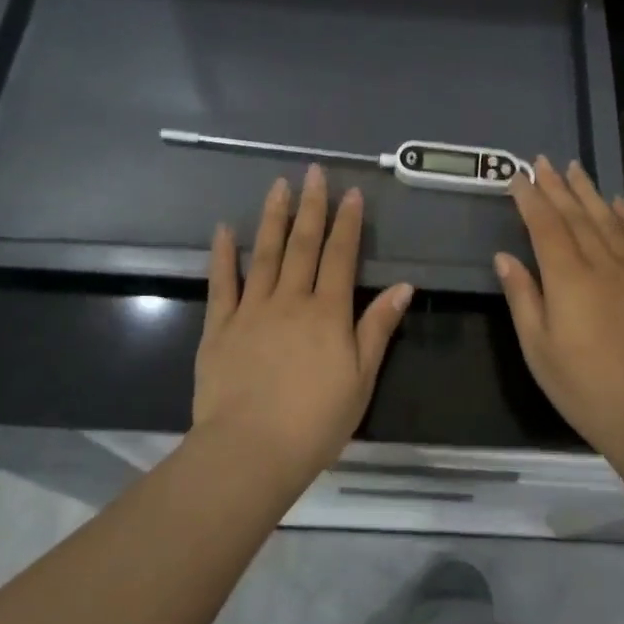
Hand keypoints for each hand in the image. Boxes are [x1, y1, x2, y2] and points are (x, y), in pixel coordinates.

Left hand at [194, 165, 413, 483]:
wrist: (250, 451)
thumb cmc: (315, 422)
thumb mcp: (361, 379)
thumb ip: (378, 328)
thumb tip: (403, 286)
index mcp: (328, 312)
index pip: (341, 256)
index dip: (348, 223)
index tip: (351, 193)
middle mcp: (290, 300)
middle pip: (303, 244)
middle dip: (312, 206)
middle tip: (313, 172)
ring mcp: (251, 310)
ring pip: (265, 253)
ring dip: (273, 217)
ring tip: (278, 186)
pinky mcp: (219, 327)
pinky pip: (222, 283)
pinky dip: (223, 254)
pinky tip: (224, 229)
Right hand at [494, 156, 623, 462]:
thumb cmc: (584, 387)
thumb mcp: (538, 348)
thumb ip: (523, 296)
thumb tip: (505, 257)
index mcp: (568, 278)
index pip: (544, 225)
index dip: (530, 198)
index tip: (517, 176)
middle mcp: (602, 263)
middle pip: (576, 215)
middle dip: (556, 186)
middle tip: (542, 161)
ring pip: (608, 220)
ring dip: (589, 192)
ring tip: (575, 168)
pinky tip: (618, 203)